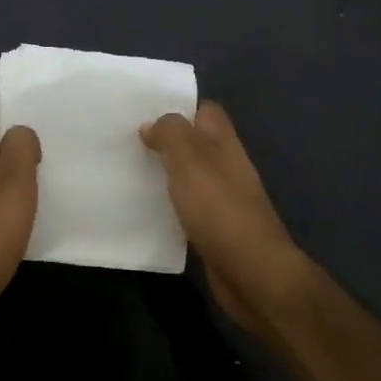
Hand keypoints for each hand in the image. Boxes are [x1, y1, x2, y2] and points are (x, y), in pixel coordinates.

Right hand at [140, 102, 310, 331]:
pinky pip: (188, 206)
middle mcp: (226, 165)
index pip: (205, 111)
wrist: (251, 272)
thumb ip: (171, 133)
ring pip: (189, 175)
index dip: (179, 108)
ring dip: (165, 173)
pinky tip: (145, 208)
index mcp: (223, 142)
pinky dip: (169, 204)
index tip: (145, 111)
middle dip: (166, 140)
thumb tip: (152, 124)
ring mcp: (222, 198)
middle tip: (128, 141)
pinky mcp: (214, 228)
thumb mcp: (189, 159)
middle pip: (195, 142)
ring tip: (129, 170)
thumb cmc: (219, 207)